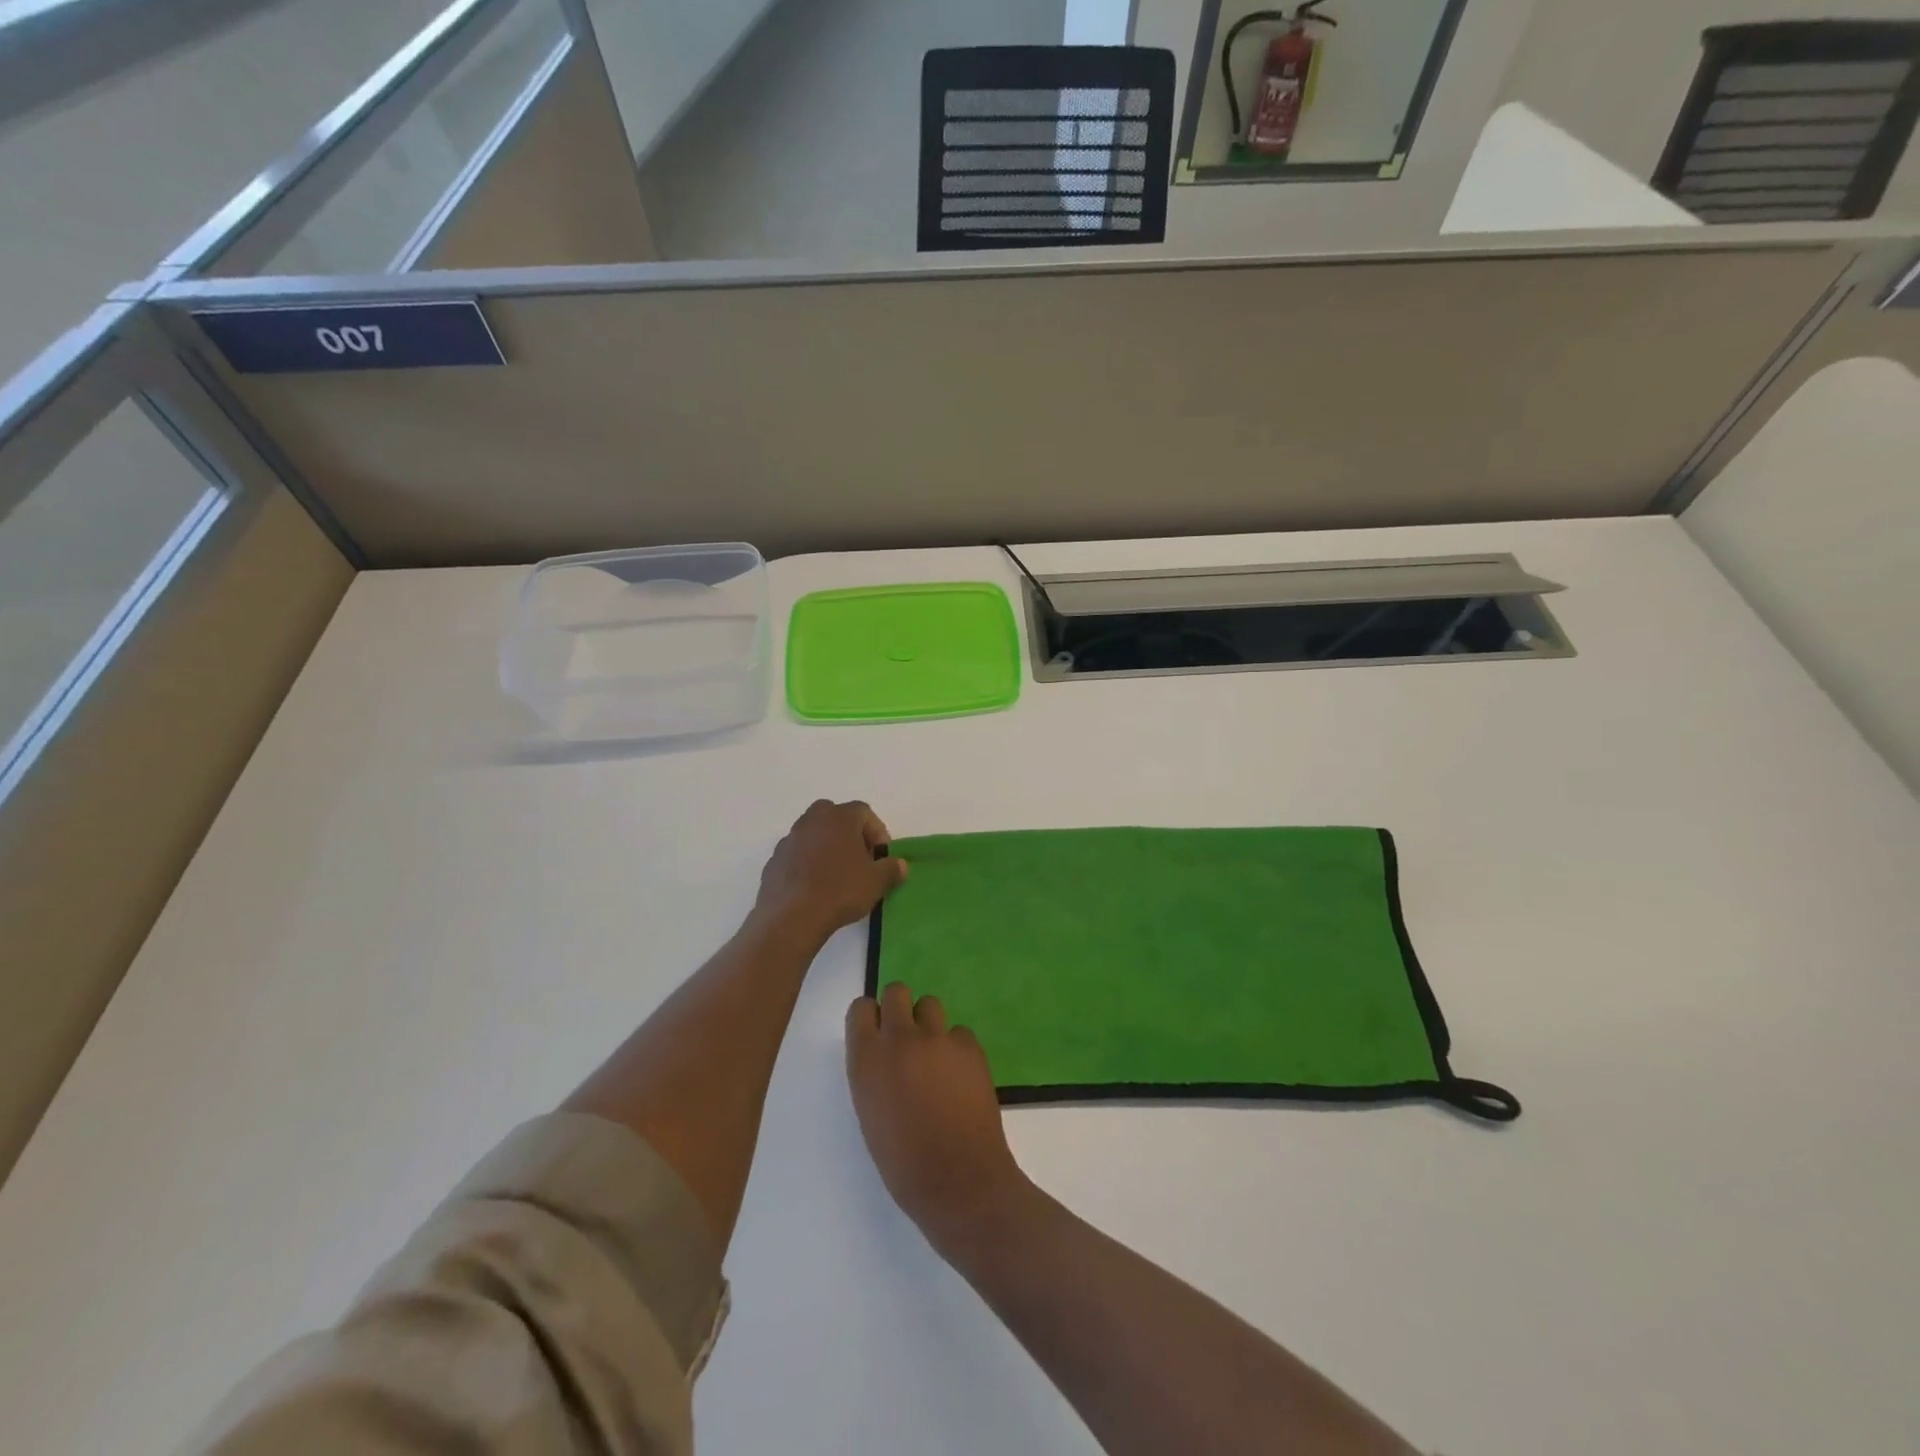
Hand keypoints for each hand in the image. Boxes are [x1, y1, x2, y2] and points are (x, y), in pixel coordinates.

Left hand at [755, 800, 906, 942]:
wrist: (792, 916)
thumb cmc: (840, 890)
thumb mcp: (877, 882)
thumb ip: (892, 869)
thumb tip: (900, 865)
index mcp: (839, 817)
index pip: (864, 812)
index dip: (877, 832)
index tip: (881, 855)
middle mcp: (812, 820)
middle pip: (835, 816)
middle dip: (849, 833)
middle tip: (859, 858)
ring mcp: (790, 839)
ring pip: (814, 834)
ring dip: (826, 847)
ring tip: (837, 875)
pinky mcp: (774, 860)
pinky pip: (797, 854)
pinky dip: (807, 863)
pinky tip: (814, 887)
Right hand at [846, 983, 1029, 1247]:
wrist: (958, 1180)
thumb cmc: (903, 1163)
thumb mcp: (870, 1113)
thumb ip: (873, 1074)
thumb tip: (886, 1057)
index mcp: (866, 1059)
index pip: (860, 1007)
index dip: (870, 1017)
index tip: (876, 1034)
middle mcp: (899, 1038)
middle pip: (897, 991)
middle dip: (899, 1008)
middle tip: (907, 1038)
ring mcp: (937, 1038)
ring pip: (930, 1004)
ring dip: (929, 1024)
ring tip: (935, 1056)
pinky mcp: (970, 1046)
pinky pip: (959, 1032)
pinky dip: (957, 1048)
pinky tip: (961, 1076)